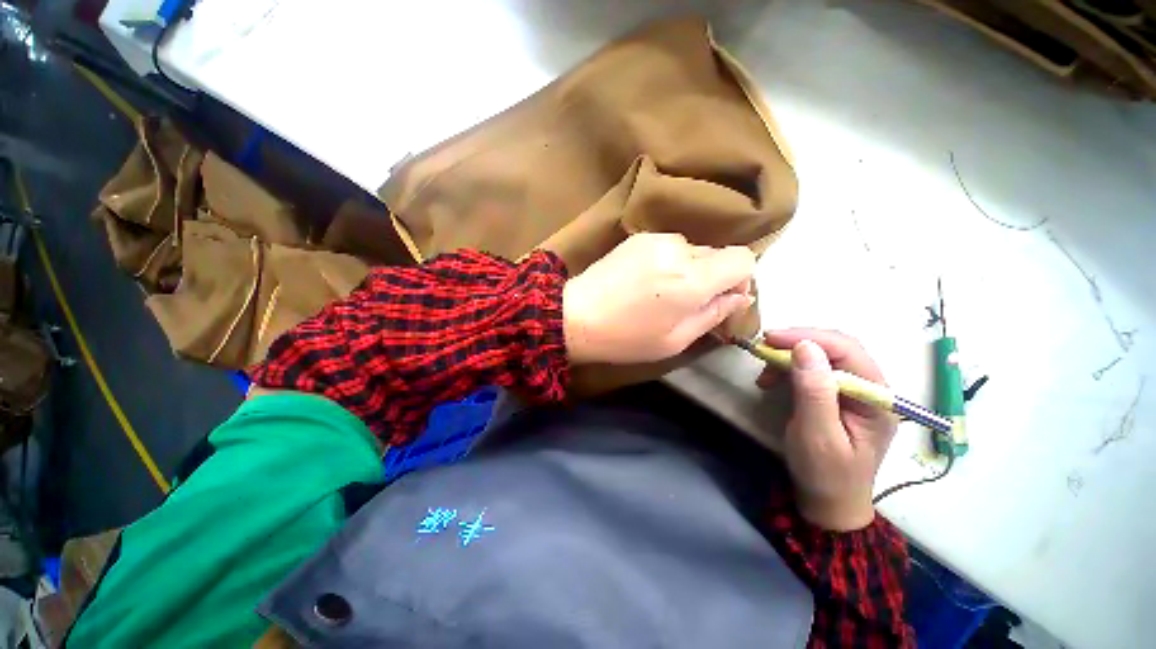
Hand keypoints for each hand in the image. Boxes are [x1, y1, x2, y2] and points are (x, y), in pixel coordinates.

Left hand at [563, 233, 755, 364]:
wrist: (576, 316)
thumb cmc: (626, 337)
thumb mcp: (675, 340)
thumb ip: (714, 315)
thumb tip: (741, 297)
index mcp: (691, 280)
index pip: (743, 259)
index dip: (742, 278)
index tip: (724, 298)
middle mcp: (678, 250)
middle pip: (718, 254)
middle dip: (713, 277)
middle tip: (689, 302)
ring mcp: (656, 239)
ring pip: (693, 250)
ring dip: (689, 269)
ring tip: (663, 292)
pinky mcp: (638, 237)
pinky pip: (669, 246)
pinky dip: (669, 261)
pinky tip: (646, 280)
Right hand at [756, 329, 897, 530]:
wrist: (828, 502)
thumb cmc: (825, 474)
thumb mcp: (817, 436)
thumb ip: (814, 391)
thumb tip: (805, 347)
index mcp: (877, 399)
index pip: (848, 351)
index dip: (809, 337)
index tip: (770, 338)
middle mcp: (871, 389)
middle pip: (837, 348)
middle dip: (798, 342)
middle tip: (764, 347)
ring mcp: (855, 392)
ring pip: (824, 356)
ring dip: (790, 356)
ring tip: (764, 371)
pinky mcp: (837, 396)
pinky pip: (814, 370)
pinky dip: (789, 368)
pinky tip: (772, 379)